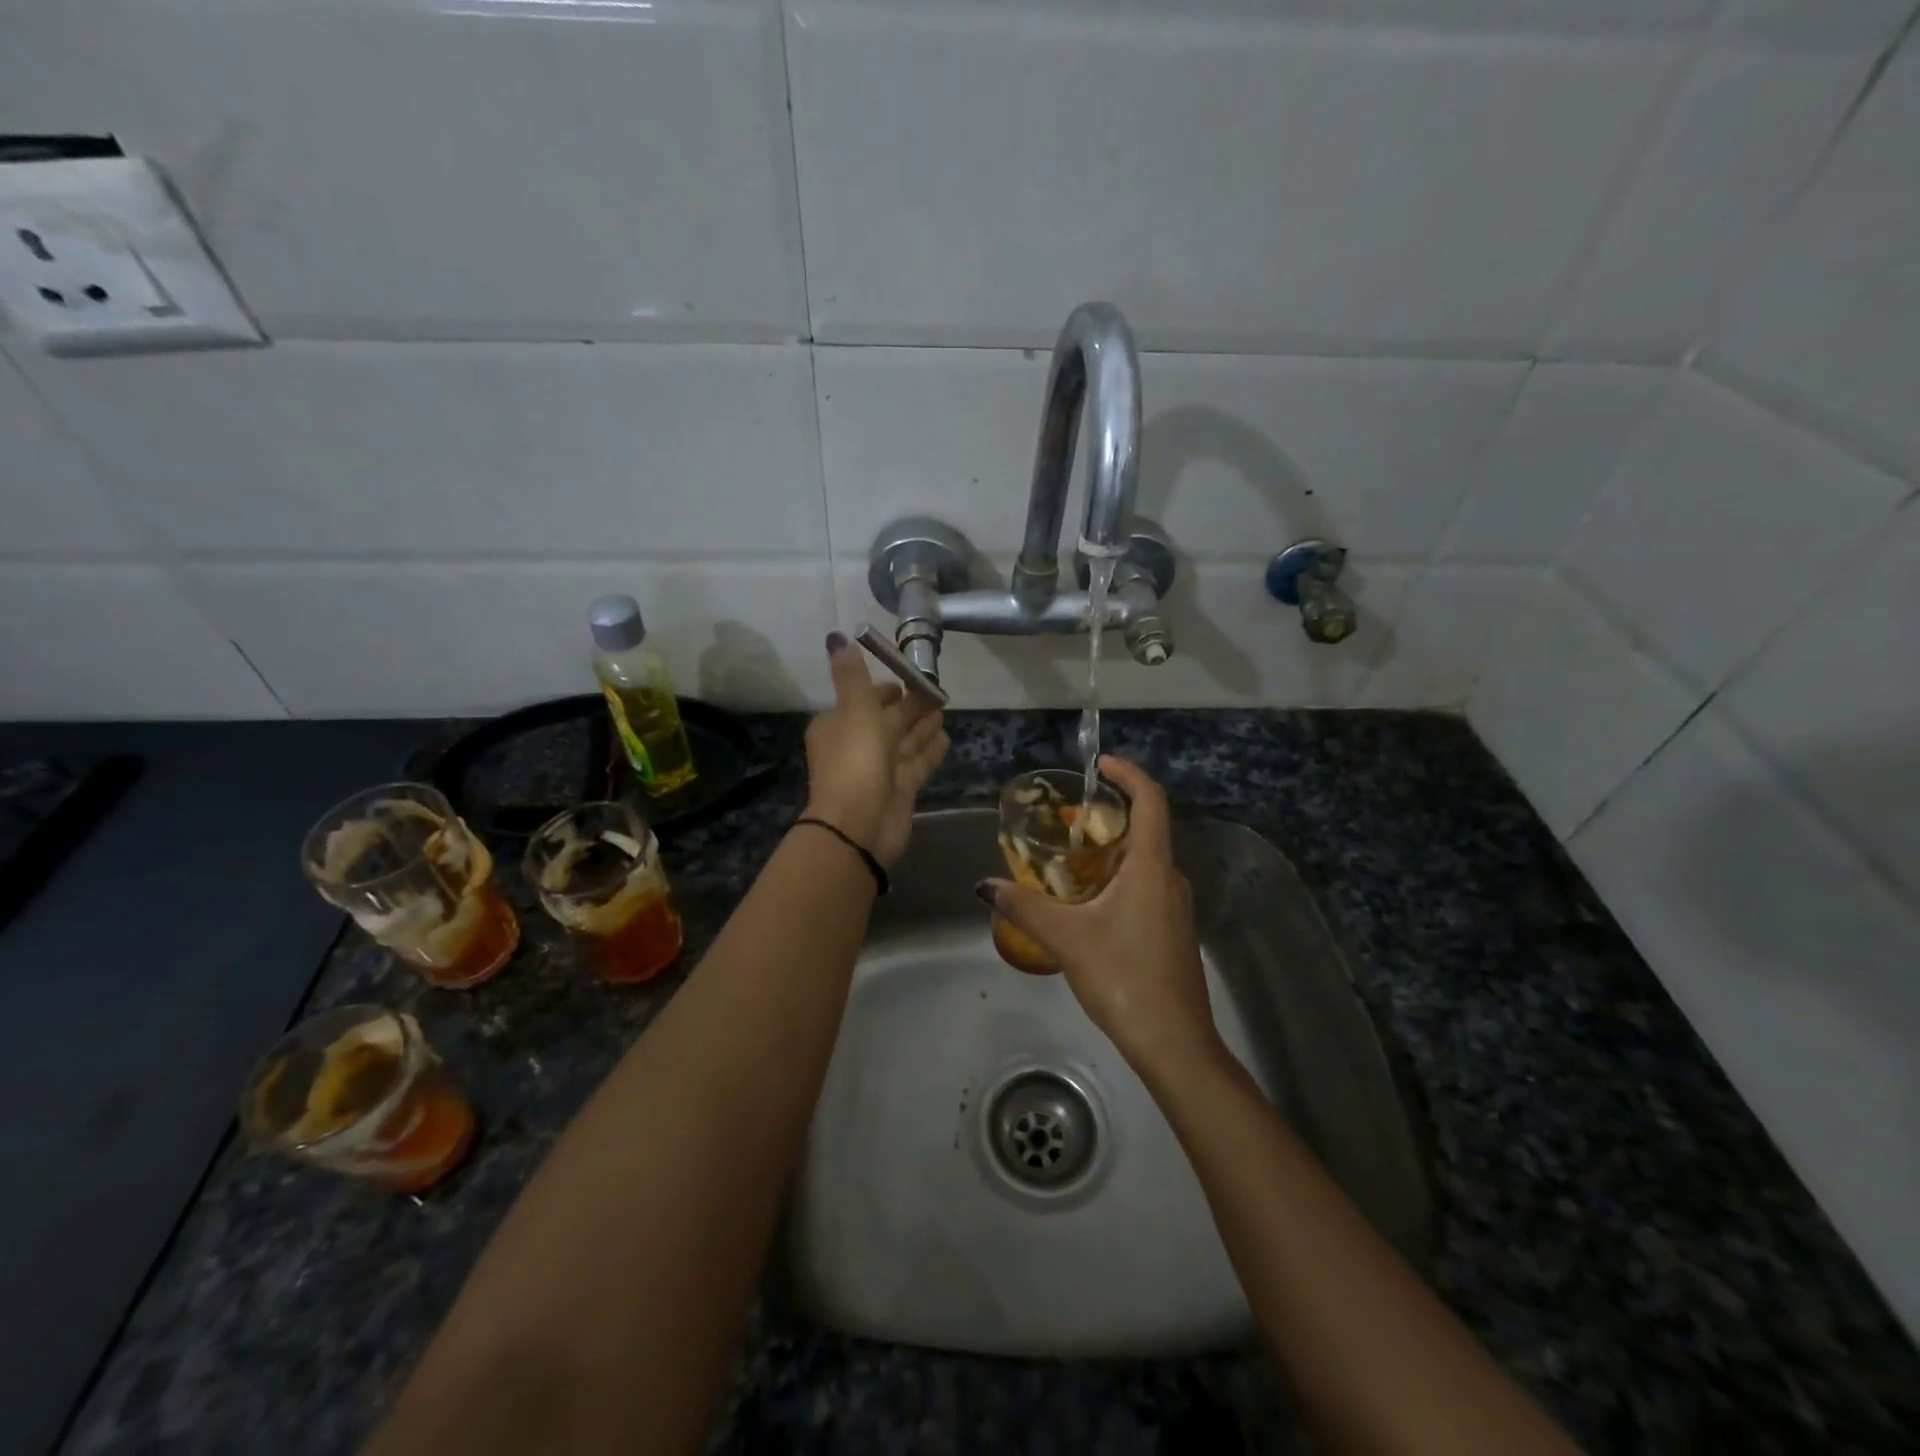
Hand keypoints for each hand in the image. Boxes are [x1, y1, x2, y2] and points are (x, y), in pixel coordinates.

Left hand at [803, 633, 948, 867]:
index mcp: (838, 725)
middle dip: (911, 706)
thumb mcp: (854, 709)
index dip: (885, 689)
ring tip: (944, 708)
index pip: (864, 700)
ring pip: (904, 742)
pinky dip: (930, 750)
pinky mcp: (899, 791)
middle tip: (937, 690)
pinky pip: (917, 764)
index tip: (908, 677)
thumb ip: (851, 675)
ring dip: (923, 726)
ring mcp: (879, 771)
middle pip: (888, 720)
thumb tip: (837, 637)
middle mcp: (856, 746)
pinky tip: (946, 738)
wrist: (860, 825)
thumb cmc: (855, 760)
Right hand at [979, 756, 1221, 1077]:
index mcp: (1152, 867)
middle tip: (1067, 817)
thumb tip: (986, 885)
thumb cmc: (1124, 978)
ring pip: (1146, 860)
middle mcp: (1171, 878)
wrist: (1175, 1042)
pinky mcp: (1173, 930)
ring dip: (1113, 849)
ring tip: (1070, 857)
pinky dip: (1119, 876)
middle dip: (1110, 814)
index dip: (1129, 773)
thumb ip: (1024, 906)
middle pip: (1146, 828)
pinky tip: (1089, 902)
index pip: (1151, 800)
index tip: (1100, 764)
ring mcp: (1176, 906)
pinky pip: (1147, 885)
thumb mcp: (1066, 939)